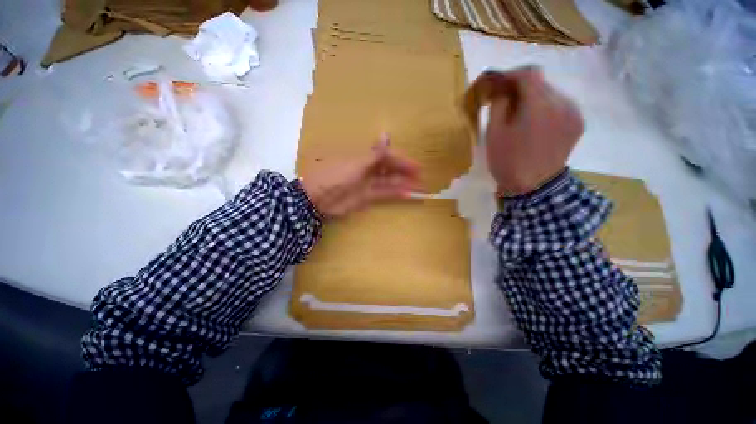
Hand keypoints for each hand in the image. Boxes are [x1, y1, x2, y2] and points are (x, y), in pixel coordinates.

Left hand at [300, 136, 420, 217]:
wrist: (317, 198)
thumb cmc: (336, 175)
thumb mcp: (356, 163)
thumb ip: (375, 154)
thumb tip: (387, 135)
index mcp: (364, 158)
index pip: (388, 157)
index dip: (402, 161)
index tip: (417, 167)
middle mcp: (368, 169)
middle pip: (390, 169)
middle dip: (405, 173)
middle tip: (421, 178)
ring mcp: (367, 184)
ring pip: (389, 182)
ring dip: (403, 184)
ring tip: (419, 187)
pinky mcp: (366, 197)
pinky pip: (383, 194)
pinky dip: (395, 195)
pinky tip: (407, 195)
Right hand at [479, 67, 583, 195]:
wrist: (533, 188)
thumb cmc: (508, 161)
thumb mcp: (494, 133)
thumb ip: (498, 104)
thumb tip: (502, 89)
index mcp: (539, 105)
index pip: (528, 73)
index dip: (511, 74)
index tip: (498, 83)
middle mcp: (562, 103)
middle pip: (541, 82)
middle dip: (521, 87)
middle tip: (506, 100)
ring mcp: (573, 113)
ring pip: (551, 93)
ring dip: (534, 98)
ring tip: (520, 115)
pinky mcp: (577, 123)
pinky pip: (560, 106)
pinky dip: (545, 108)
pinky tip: (535, 124)